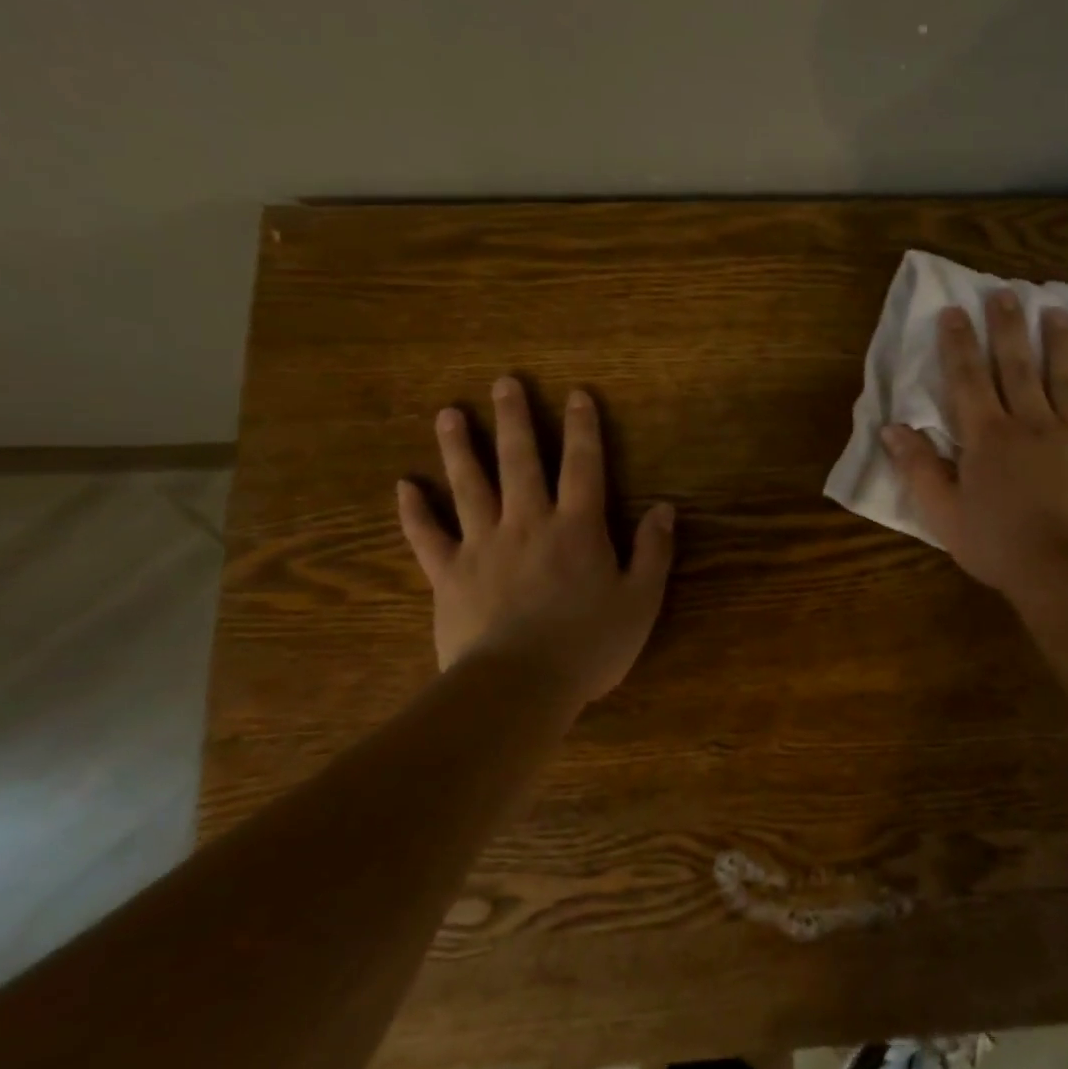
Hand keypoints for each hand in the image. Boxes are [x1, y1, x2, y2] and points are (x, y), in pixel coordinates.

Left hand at [396, 376, 674, 700]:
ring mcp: (483, 545)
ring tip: (448, 414)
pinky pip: (427, 535)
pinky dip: (413, 511)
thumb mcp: (641, 600)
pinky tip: (403, 486)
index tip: (577, 394)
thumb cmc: (589, 644)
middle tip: (504, 383)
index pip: (584, 466)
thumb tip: (664, 508)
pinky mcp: (449, 574)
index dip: (584, 428)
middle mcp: (528, 523)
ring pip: (469, 486)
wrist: (518, 685)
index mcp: (578, 528)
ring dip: (459, 448)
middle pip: (521, 461)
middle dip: (516, 420)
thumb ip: (653, 551)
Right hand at [882, 291, 1067, 597]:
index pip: (968, 379)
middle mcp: (1031, 423)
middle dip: (1009, 327)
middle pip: (1018, 366)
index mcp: (988, 436)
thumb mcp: (943, 513)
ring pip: (1067, 378)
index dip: (958, 344)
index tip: (955, 310)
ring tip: (1058, 312)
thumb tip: (892, 428)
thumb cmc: (997, 544)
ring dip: (1061, 342)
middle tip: (1006, 293)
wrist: (1062, 571)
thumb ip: (918, 468)